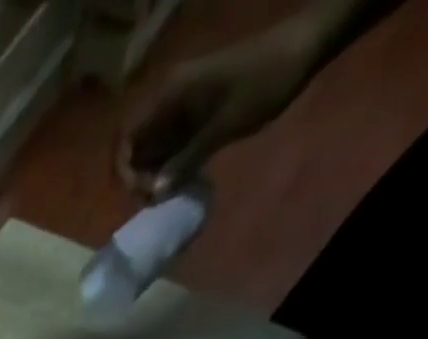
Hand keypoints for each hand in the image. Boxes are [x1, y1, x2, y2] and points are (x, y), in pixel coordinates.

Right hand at [120, 23, 316, 197]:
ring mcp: (179, 110)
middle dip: (139, 177)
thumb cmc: (264, 82)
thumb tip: (155, 194)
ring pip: (151, 151)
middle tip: (156, 200)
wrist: (302, 49)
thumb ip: (187, 159)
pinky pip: (169, 148)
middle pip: (136, 147)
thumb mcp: (225, 125)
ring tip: (168, 197)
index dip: (125, 168)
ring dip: (154, 176)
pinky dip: (170, 168)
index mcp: (170, 95)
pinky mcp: (192, 118)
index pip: (128, 136)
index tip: (141, 192)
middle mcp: (167, 101)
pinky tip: (180, 184)